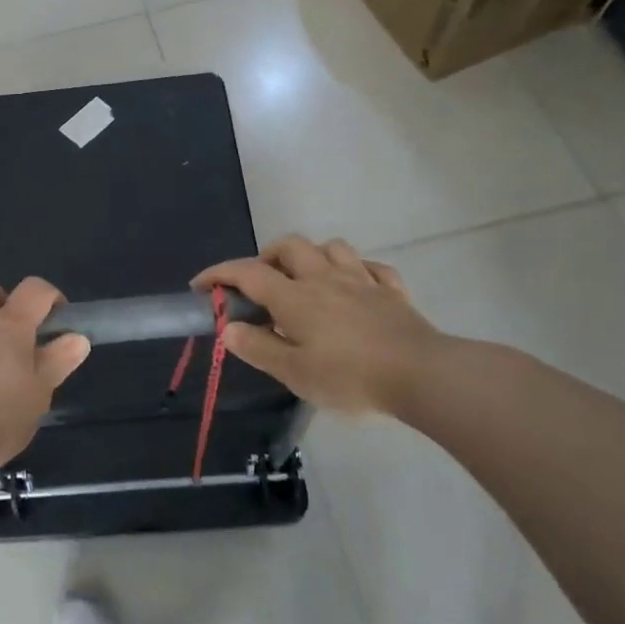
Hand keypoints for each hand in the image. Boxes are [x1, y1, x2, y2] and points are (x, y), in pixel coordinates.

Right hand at [194, 235, 444, 415]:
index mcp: (295, 298)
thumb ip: (259, 348)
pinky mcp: (393, 292)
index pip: (247, 273)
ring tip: (306, 279)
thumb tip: (228, 328)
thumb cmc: (350, 377)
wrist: (423, 375)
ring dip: (313, 256)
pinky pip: (372, 268)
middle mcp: (324, 278)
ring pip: (332, 247)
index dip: (219, 274)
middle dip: (267, 256)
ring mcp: (362, 281)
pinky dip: (357, 272)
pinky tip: (355, 288)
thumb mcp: (294, 373)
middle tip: (260, 283)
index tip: (201, 285)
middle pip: (290, 246)